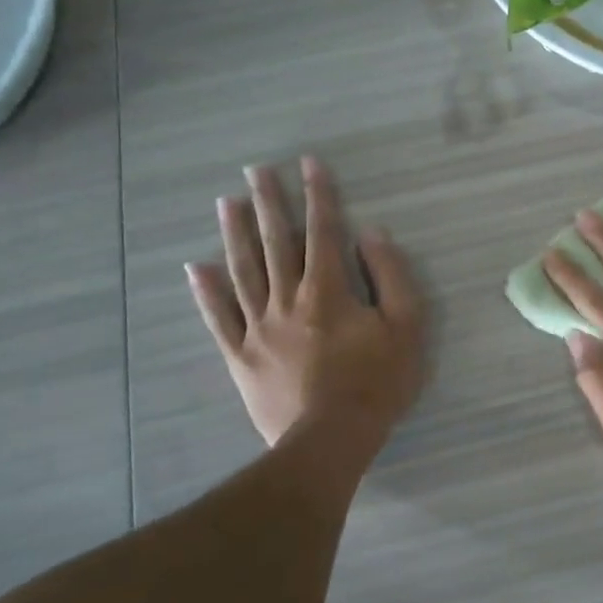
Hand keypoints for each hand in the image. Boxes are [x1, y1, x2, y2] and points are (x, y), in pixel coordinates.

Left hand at [187, 157, 423, 455]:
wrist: (331, 439)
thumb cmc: (377, 381)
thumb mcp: (406, 325)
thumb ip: (390, 275)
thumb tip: (372, 233)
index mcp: (328, 290)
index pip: (323, 231)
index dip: (318, 194)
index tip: (309, 163)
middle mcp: (288, 299)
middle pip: (276, 243)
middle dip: (269, 202)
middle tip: (256, 169)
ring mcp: (258, 328)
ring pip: (243, 272)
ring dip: (235, 234)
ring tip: (227, 202)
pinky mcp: (241, 356)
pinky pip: (218, 319)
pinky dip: (206, 292)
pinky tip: (196, 268)